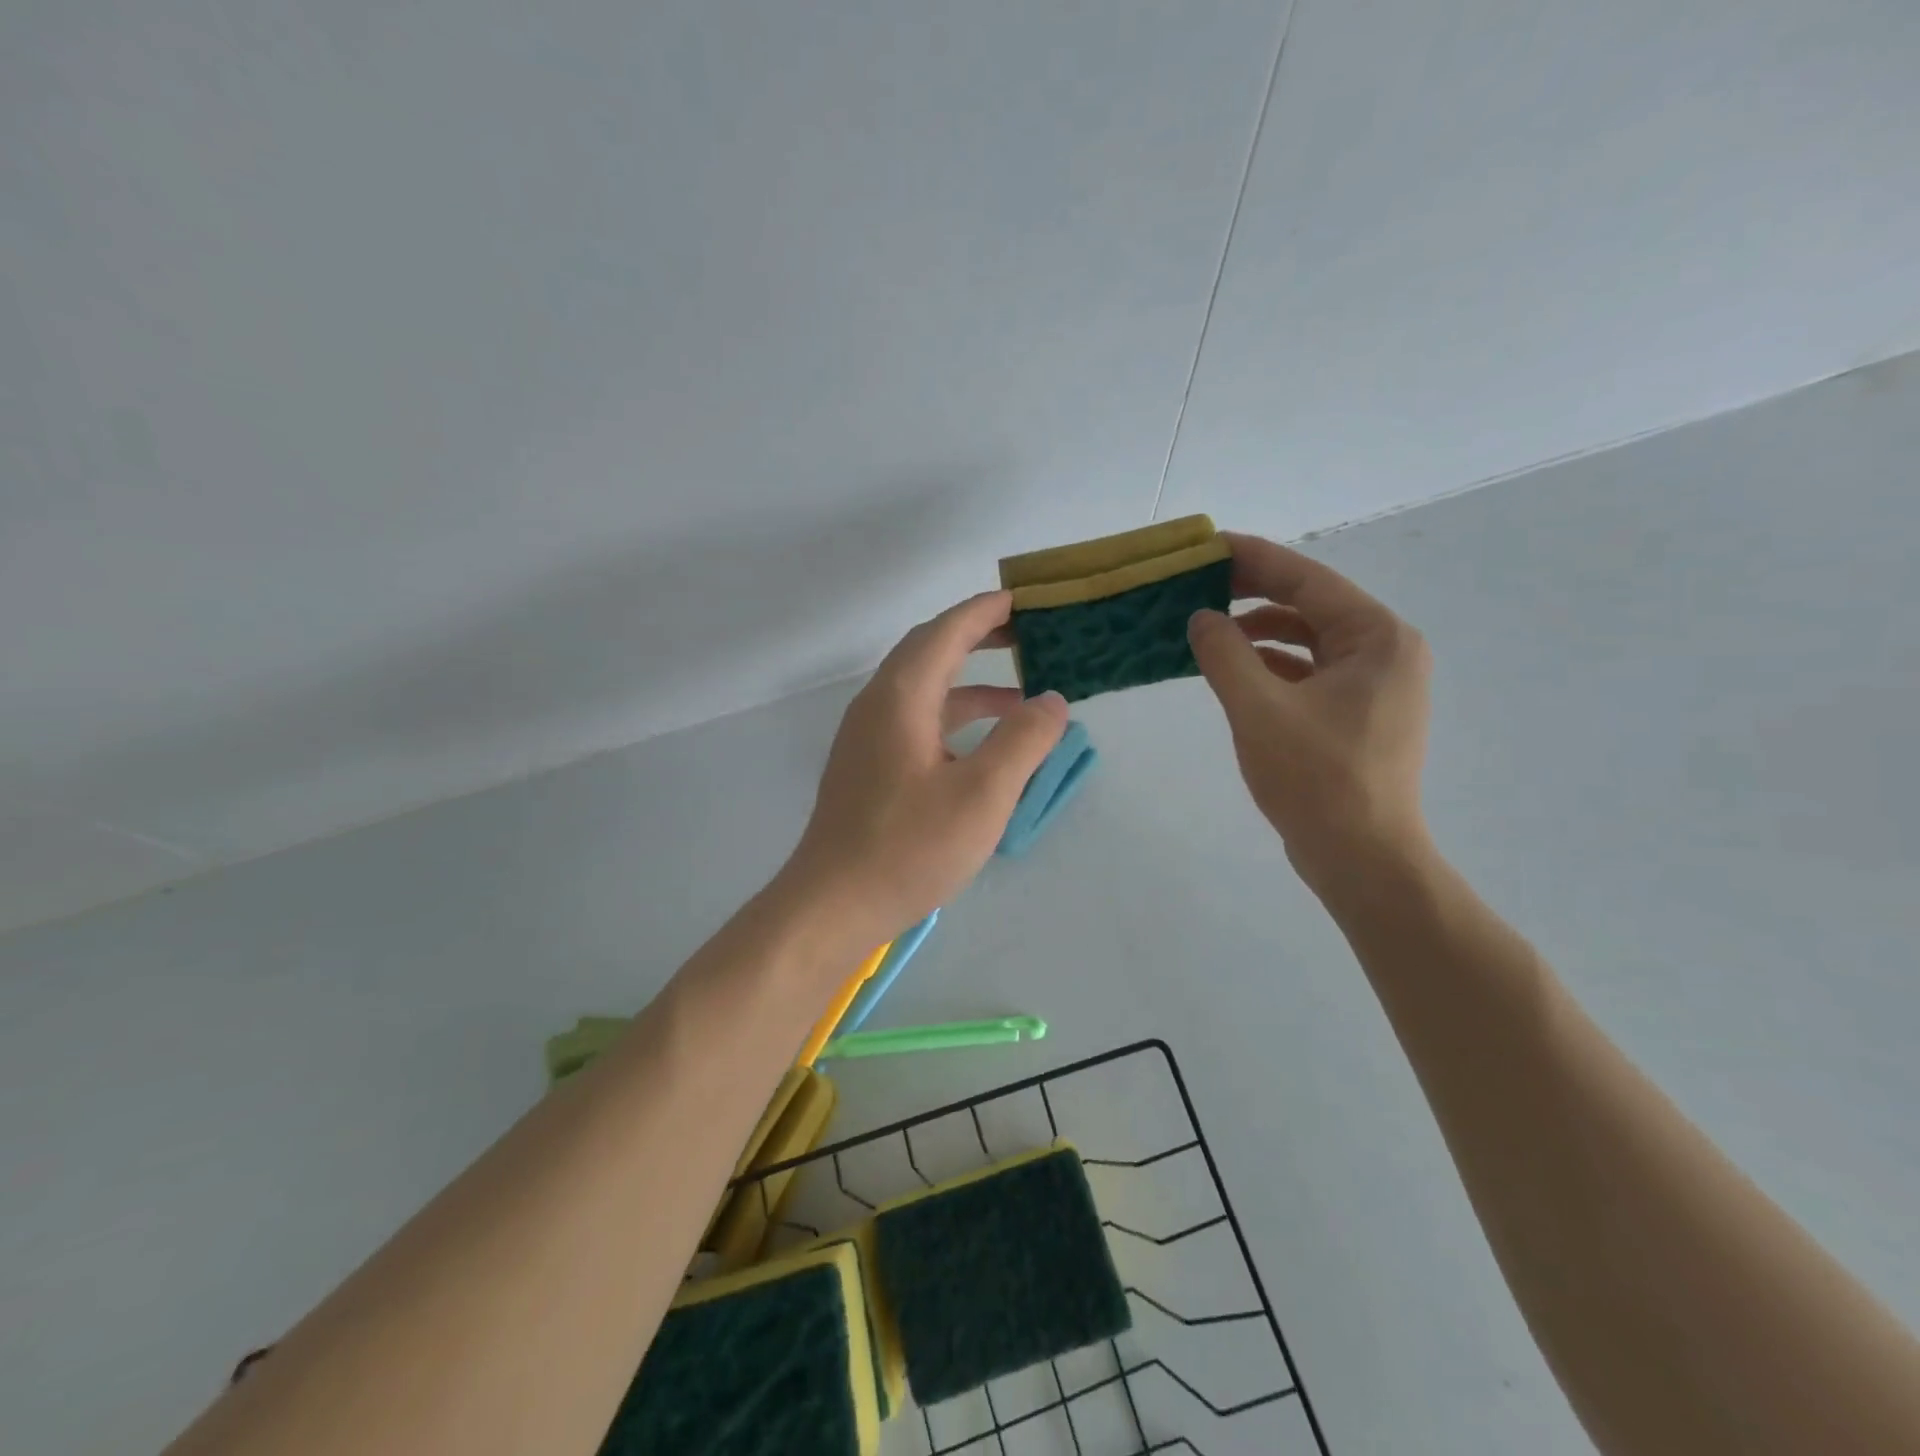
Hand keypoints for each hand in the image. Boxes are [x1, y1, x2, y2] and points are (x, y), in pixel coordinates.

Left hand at [782, 591, 1067, 949]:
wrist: (833, 905)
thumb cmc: (909, 848)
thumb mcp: (982, 795)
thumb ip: (1023, 741)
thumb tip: (1052, 701)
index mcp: (900, 697)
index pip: (945, 632)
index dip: (984, 611)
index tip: (1022, 600)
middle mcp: (877, 705)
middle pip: (929, 652)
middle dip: (976, 637)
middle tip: (1026, 635)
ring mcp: (867, 738)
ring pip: (923, 691)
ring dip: (970, 685)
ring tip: (1022, 698)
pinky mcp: (868, 768)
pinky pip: (916, 722)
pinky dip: (954, 719)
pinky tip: (982, 746)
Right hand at [1187, 533, 1432, 891]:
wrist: (1360, 858)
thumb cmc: (1316, 779)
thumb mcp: (1258, 710)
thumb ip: (1225, 654)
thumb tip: (1200, 618)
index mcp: (1376, 638)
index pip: (1306, 579)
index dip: (1253, 559)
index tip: (1207, 546)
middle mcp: (1384, 651)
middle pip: (1309, 605)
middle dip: (1252, 594)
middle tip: (1198, 586)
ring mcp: (1373, 685)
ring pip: (1307, 640)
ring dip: (1258, 632)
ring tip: (1207, 630)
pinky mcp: (1356, 714)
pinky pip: (1308, 672)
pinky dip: (1271, 666)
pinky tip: (1233, 671)